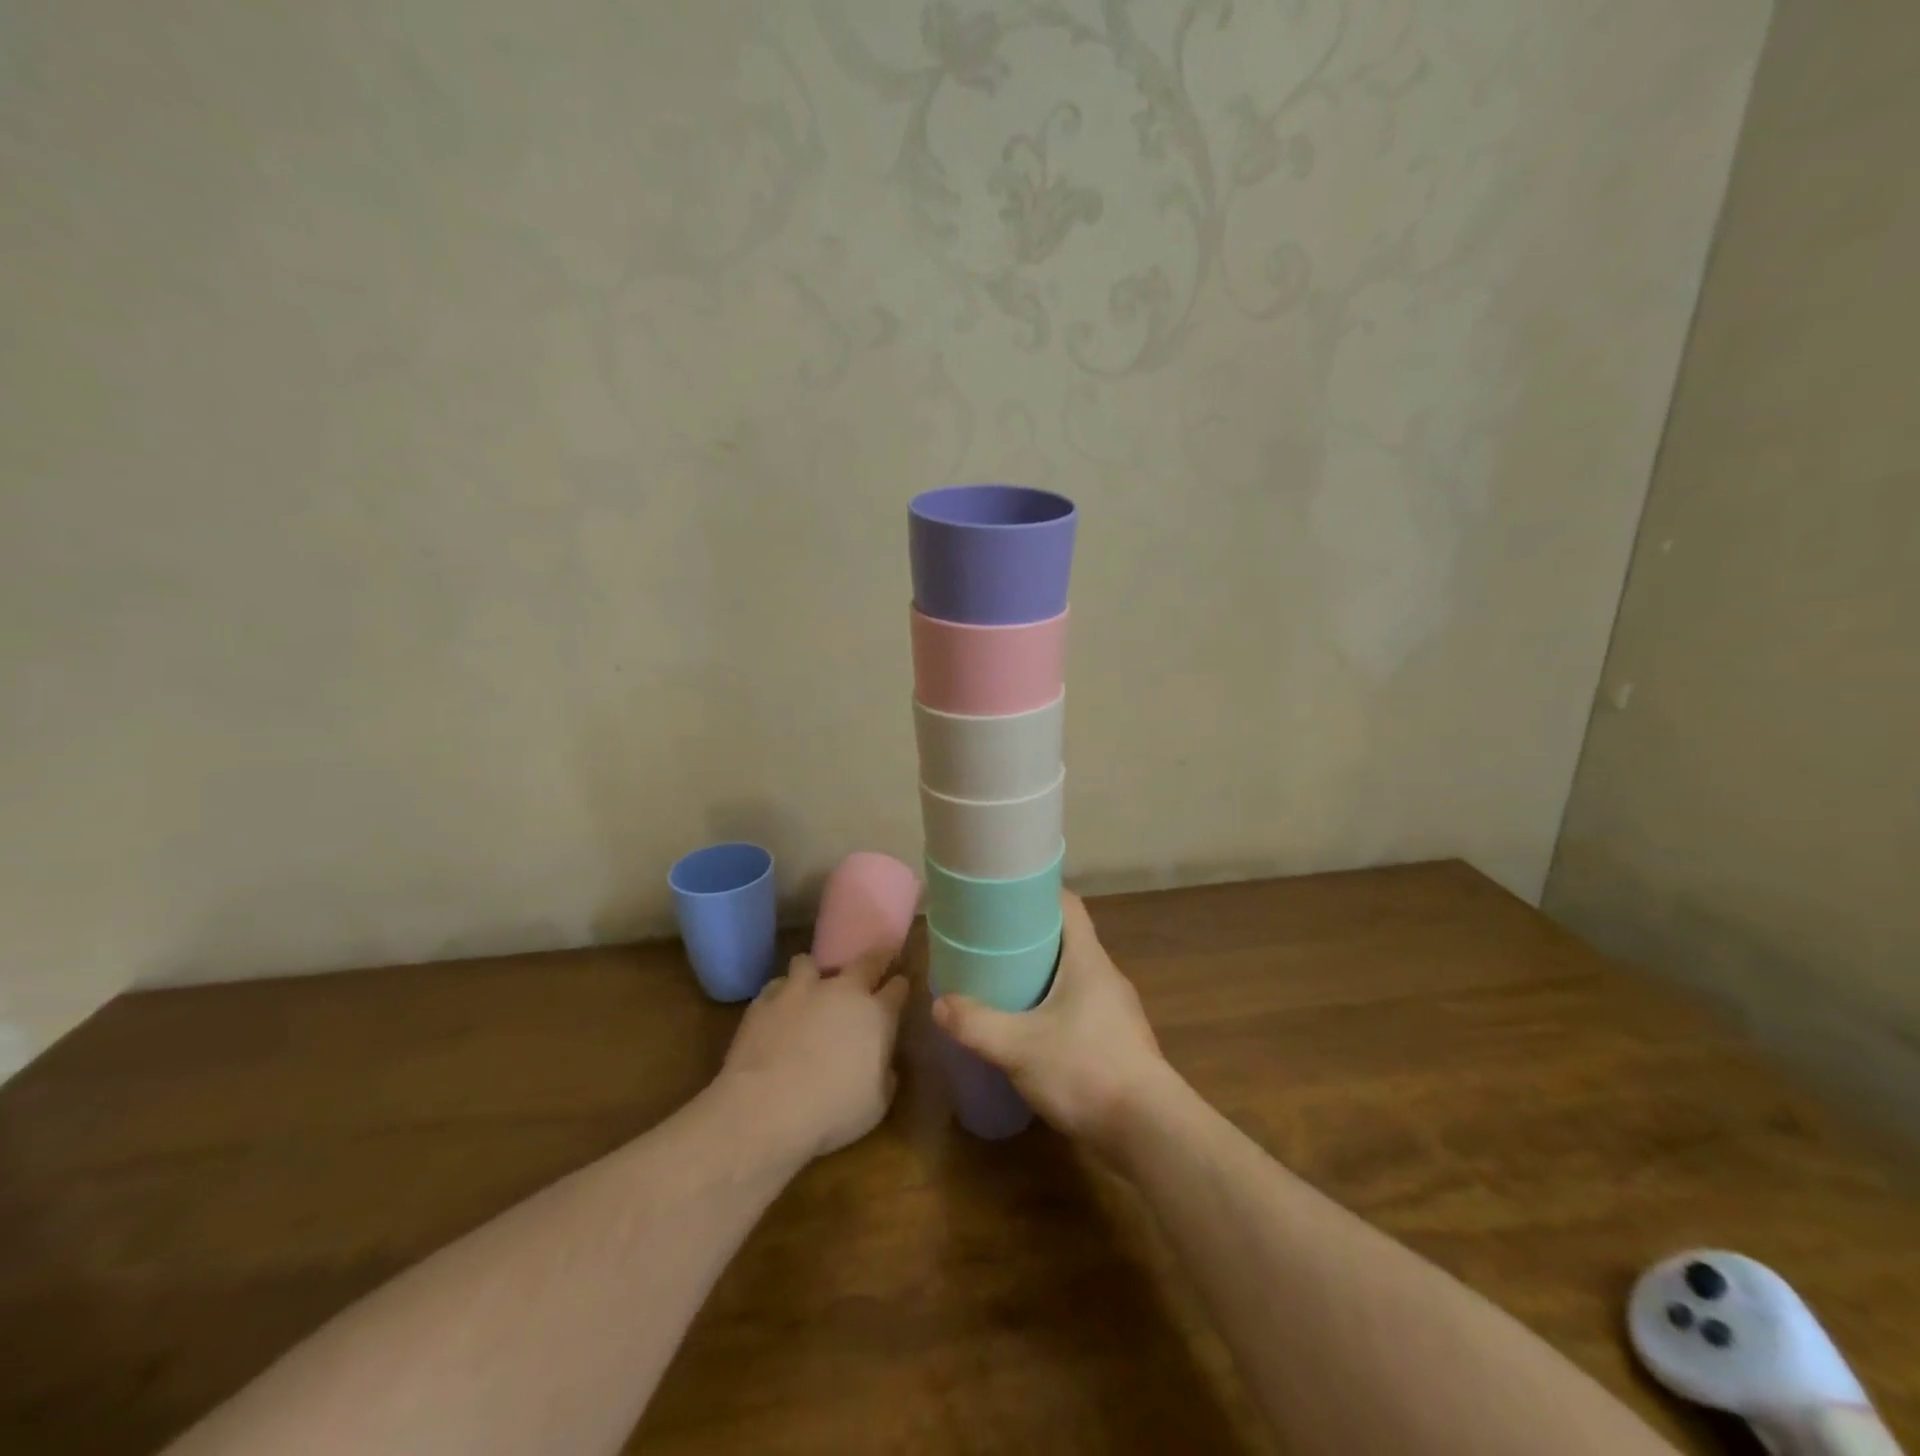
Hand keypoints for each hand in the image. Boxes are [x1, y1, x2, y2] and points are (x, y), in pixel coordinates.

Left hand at [717, 948, 909, 1160]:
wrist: (767, 1107)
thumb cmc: (832, 1110)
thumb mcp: (876, 1104)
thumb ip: (884, 1074)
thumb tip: (882, 1063)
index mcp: (876, 1014)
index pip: (897, 988)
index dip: (900, 985)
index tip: (901, 984)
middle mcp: (842, 991)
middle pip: (866, 961)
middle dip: (876, 957)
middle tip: (877, 959)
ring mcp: (801, 990)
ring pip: (810, 962)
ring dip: (814, 973)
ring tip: (811, 989)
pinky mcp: (766, 999)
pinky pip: (777, 986)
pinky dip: (781, 995)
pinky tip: (778, 1012)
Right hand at [932, 891, 1173, 1157]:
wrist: (1149, 1131)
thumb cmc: (1085, 1070)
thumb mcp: (1019, 1047)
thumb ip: (976, 1025)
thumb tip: (940, 1004)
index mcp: (1088, 959)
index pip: (1068, 905)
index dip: (1037, 893)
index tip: (1004, 897)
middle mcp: (1106, 975)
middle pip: (1067, 939)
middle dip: (1030, 938)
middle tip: (991, 943)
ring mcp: (1116, 1009)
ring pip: (1074, 975)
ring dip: (1042, 975)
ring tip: (1005, 983)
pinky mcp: (1118, 1039)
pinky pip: (1081, 1006)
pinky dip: (1055, 1006)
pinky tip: (1032, 1029)